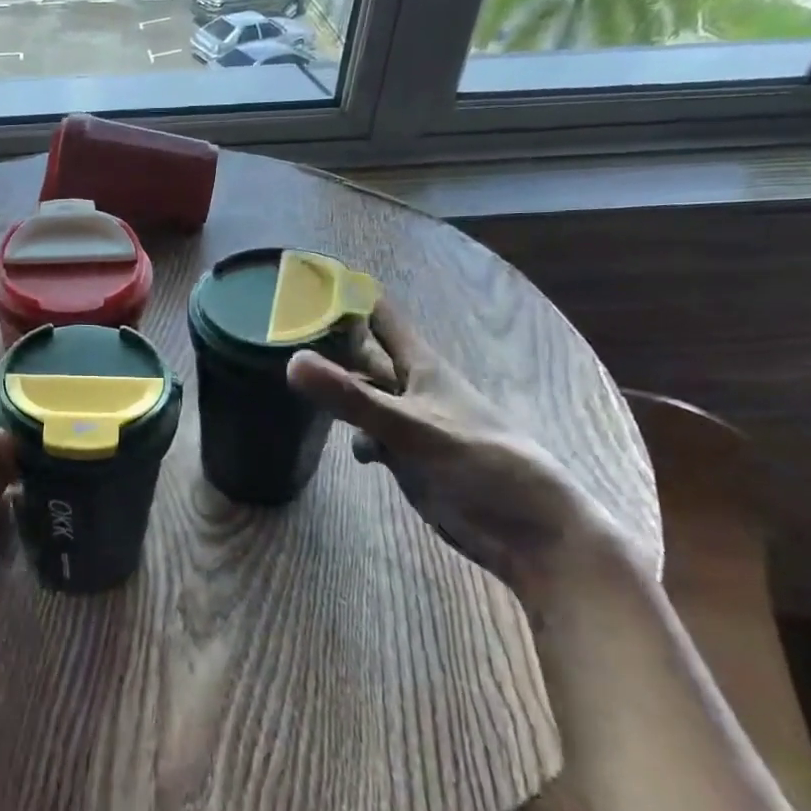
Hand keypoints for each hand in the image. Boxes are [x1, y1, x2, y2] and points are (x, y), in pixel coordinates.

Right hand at [286, 297, 628, 597]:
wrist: (531, 533)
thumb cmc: (483, 465)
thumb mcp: (413, 429)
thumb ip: (353, 398)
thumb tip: (291, 361)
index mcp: (422, 365)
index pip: (378, 314)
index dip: (346, 293)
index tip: (303, 276)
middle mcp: (412, 386)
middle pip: (363, 352)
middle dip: (328, 339)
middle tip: (279, 328)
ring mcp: (409, 422)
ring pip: (362, 394)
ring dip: (336, 387)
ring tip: (292, 377)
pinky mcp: (408, 456)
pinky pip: (370, 433)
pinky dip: (355, 435)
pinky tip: (352, 449)